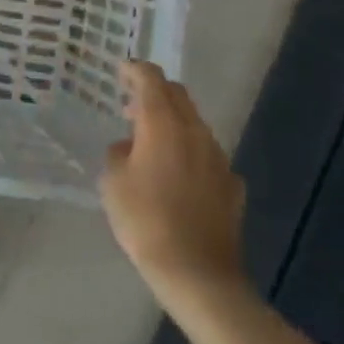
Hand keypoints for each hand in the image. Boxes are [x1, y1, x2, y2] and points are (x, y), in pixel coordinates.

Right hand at [101, 60, 247, 305]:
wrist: (198, 274)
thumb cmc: (146, 222)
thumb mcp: (113, 183)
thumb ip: (118, 152)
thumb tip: (129, 146)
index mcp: (162, 124)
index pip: (151, 79)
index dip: (135, 69)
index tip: (121, 69)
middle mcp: (195, 132)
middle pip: (177, 95)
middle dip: (155, 91)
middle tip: (131, 104)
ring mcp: (218, 158)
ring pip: (194, 124)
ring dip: (173, 122)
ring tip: (151, 142)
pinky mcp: (231, 185)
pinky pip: (207, 155)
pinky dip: (190, 153)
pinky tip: (178, 176)